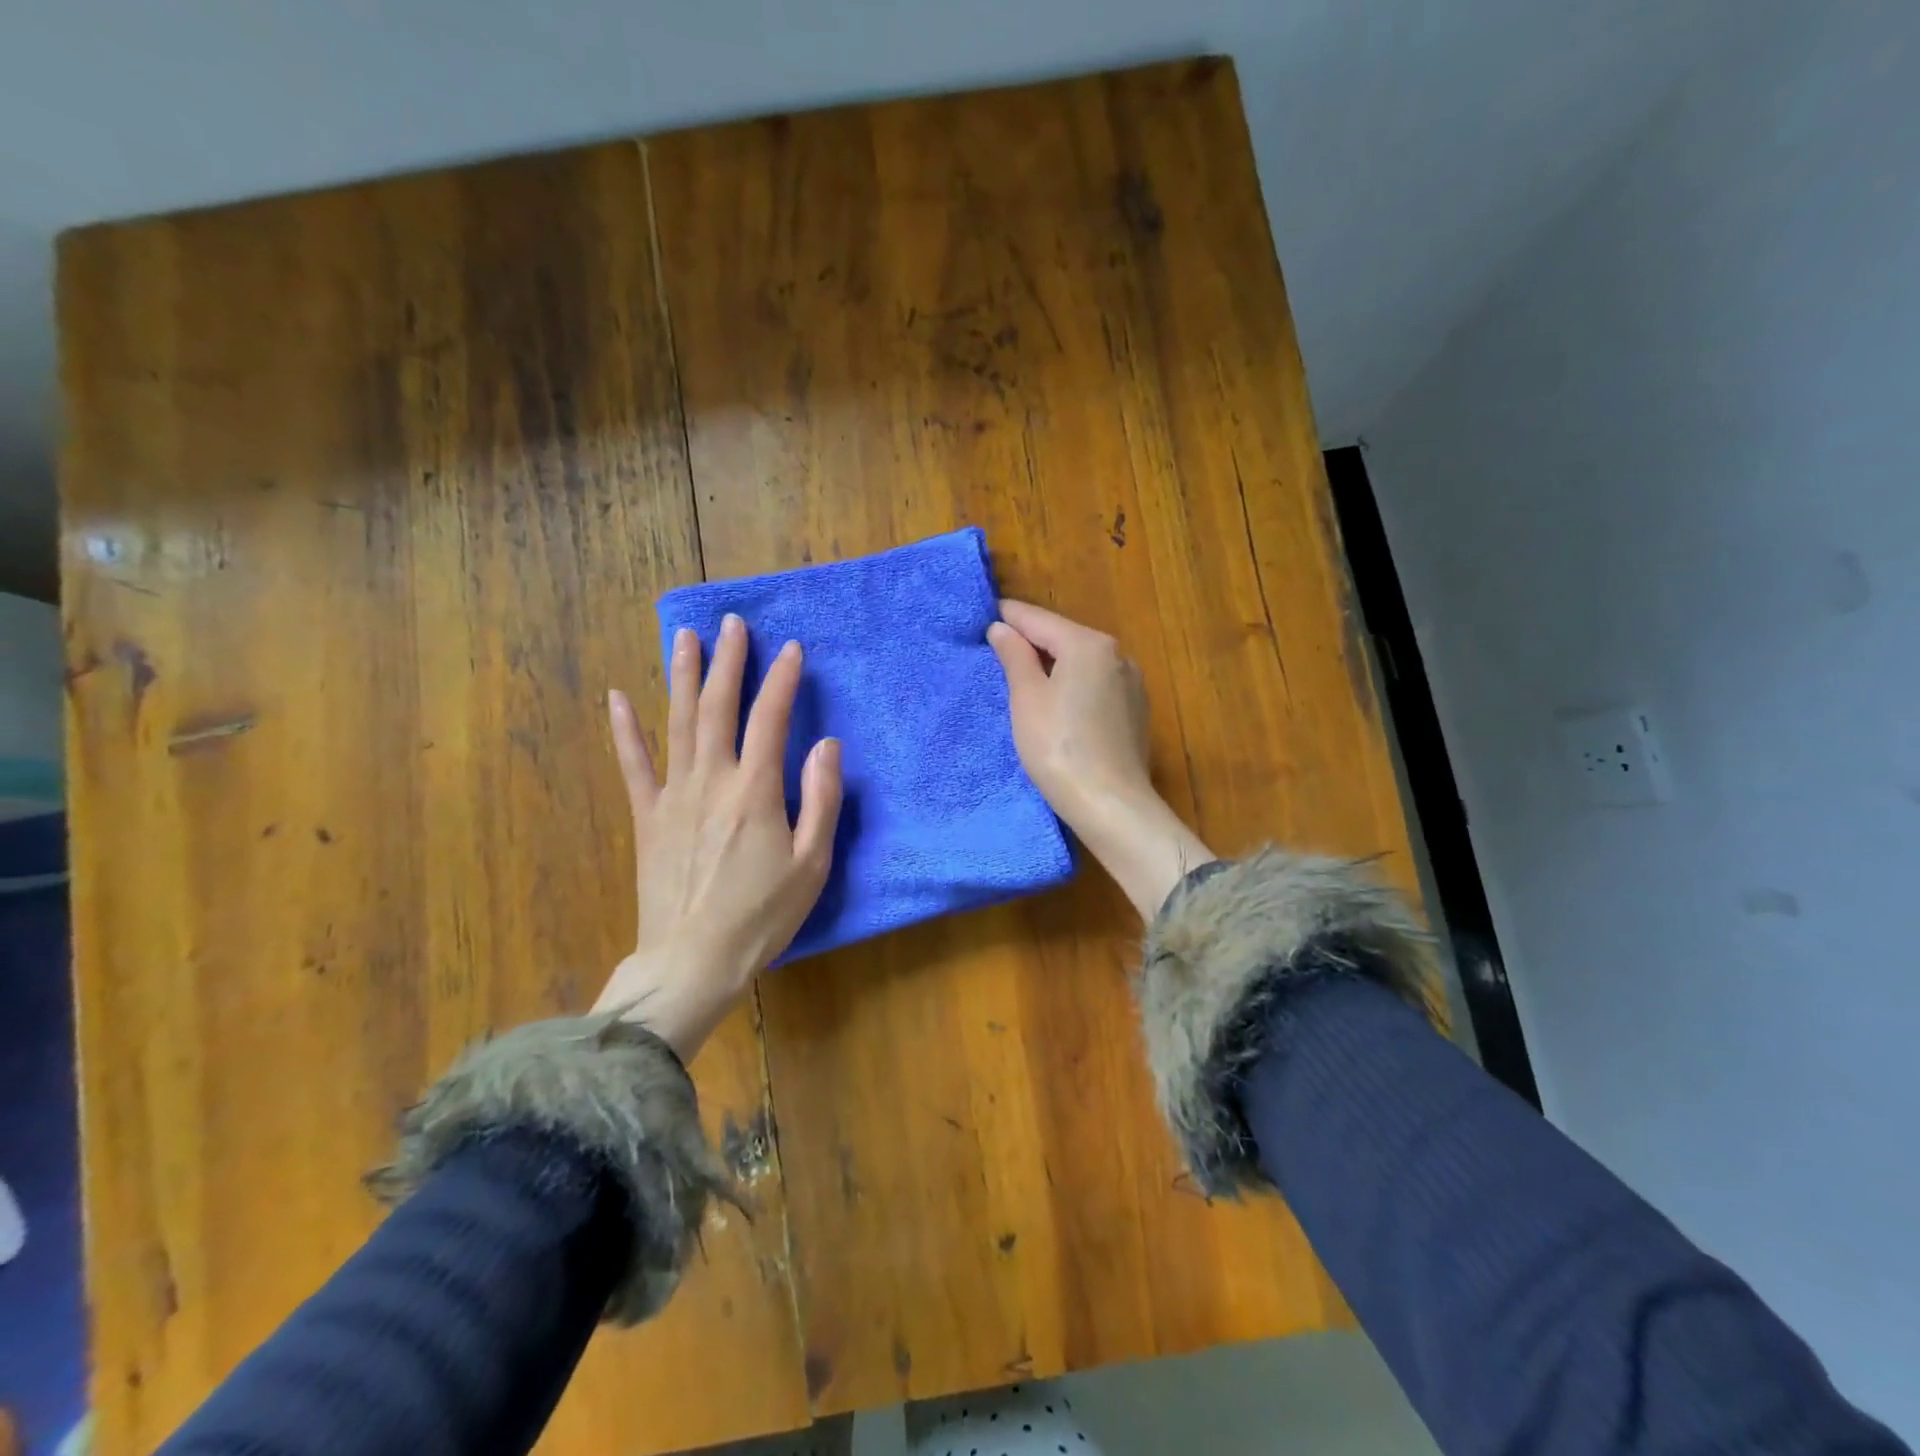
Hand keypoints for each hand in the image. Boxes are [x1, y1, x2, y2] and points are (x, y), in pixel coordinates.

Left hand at [592, 614, 842, 1058]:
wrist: (692, 961)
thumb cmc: (762, 916)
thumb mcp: (812, 864)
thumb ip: (822, 800)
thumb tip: (826, 745)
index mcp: (755, 792)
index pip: (770, 719)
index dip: (782, 680)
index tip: (792, 648)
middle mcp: (711, 781)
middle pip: (717, 707)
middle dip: (727, 661)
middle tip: (732, 623)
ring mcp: (672, 796)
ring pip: (677, 723)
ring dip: (681, 676)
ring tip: (684, 636)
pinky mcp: (647, 817)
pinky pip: (633, 765)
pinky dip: (624, 730)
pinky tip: (617, 698)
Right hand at [989, 600, 1212, 921]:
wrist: (1111, 804)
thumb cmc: (1059, 747)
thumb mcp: (1027, 698)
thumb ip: (1015, 656)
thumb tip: (1003, 628)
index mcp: (1089, 644)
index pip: (1039, 619)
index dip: (1009, 617)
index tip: (984, 616)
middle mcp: (1117, 655)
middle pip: (1064, 638)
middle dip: (1032, 642)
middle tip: (997, 651)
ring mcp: (1132, 684)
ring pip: (1082, 663)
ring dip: (1054, 665)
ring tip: (1024, 680)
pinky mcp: (1136, 712)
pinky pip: (1096, 687)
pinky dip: (1074, 687)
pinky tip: (1059, 706)